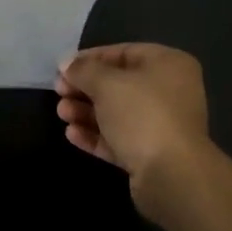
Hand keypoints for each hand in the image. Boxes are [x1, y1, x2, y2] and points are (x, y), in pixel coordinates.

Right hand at [56, 43, 213, 216]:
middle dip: (85, 88)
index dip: (90, 59)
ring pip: (117, 113)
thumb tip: (67, 63)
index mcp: (168, 64)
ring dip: (87, 112)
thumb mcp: (106, 83)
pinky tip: (72, 135)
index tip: (63, 68)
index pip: (123, 53)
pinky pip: (120, 139)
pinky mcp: (153, 156)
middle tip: (59, 92)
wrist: (173, 178)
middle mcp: (169, 92)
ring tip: (61, 114)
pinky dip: (96, 135)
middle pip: (118, 84)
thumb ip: (83, 70)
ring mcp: (162, 126)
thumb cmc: (142, 114)